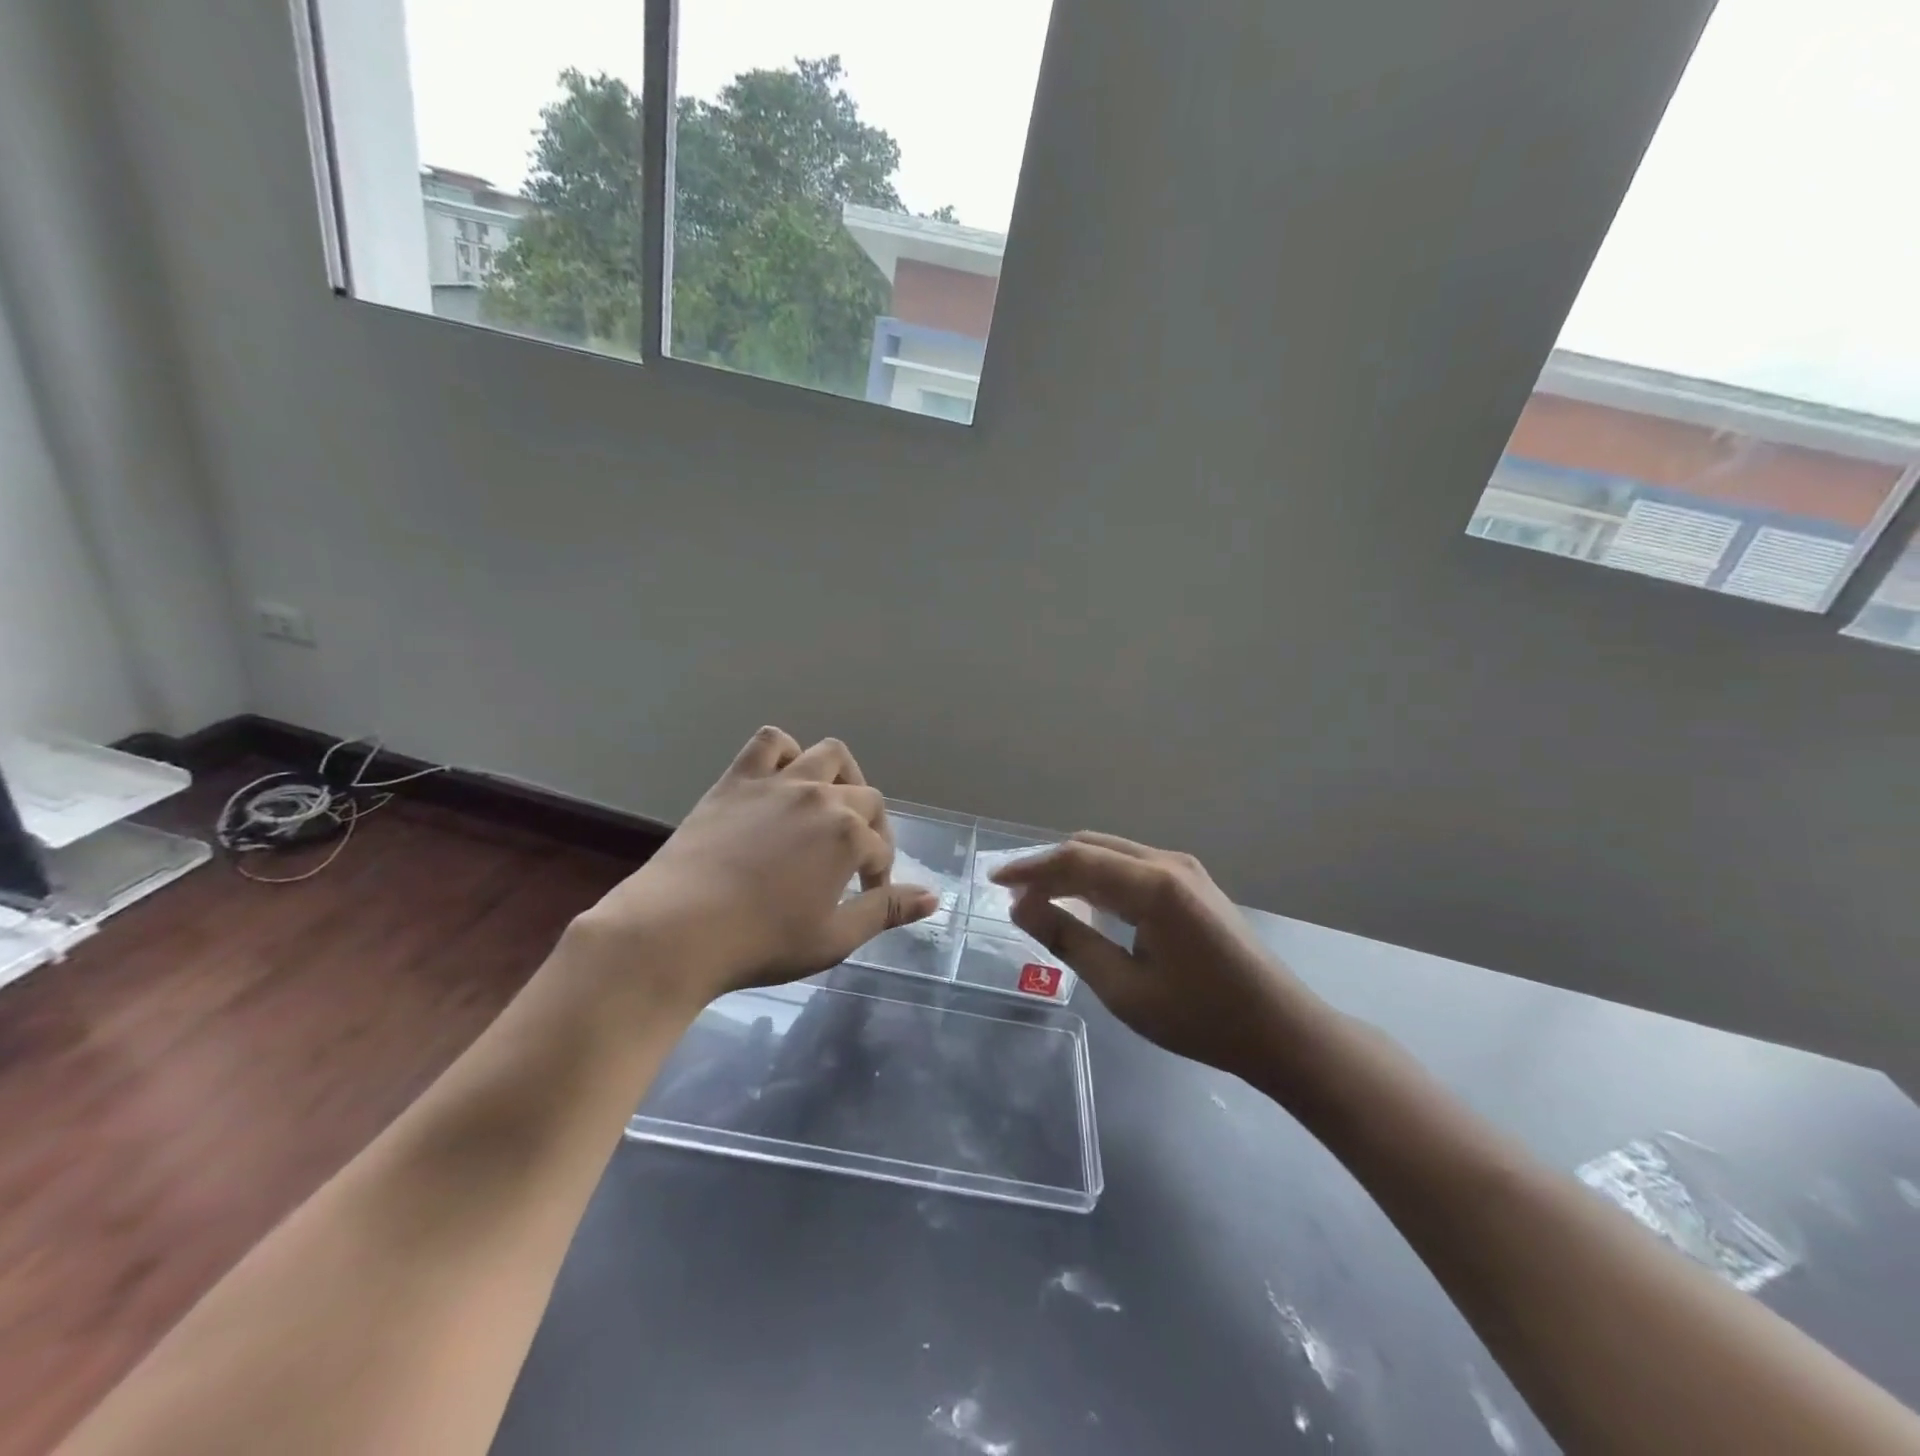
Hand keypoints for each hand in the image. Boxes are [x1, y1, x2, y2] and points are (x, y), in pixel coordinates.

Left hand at [572, 728, 937, 1004]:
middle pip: (866, 799)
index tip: (866, 895)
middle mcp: (821, 797)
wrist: (676, 930)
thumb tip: (933, 896)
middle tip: (853, 862)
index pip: (881, 848)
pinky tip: (783, 780)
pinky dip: (785, 753)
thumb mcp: (835, 937)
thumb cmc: (761, 942)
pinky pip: (770, 743)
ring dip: (842, 777)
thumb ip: (886, 910)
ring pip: (828, 755)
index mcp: (848, 834)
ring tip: (831, 806)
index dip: (880, 874)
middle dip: (871, 829)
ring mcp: (778, 782)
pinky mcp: (737, 780)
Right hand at [992, 834, 1323, 1079]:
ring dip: (1073, 871)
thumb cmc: (1201, 1017)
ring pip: (1111, 853)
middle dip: (1049, 866)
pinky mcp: (1192, 883)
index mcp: (1154, 886)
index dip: (1030, 868)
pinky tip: (1084, 903)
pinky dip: (1099, 878)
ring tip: (1040, 899)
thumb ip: (1069, 941)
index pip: (1076, 860)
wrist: (1280, 1030)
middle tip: (1014, 896)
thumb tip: (1022, 908)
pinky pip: (1131, 866)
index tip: (994, 882)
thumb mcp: (1124, 988)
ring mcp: (1184, 870)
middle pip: (1092, 847)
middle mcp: (1168, 863)